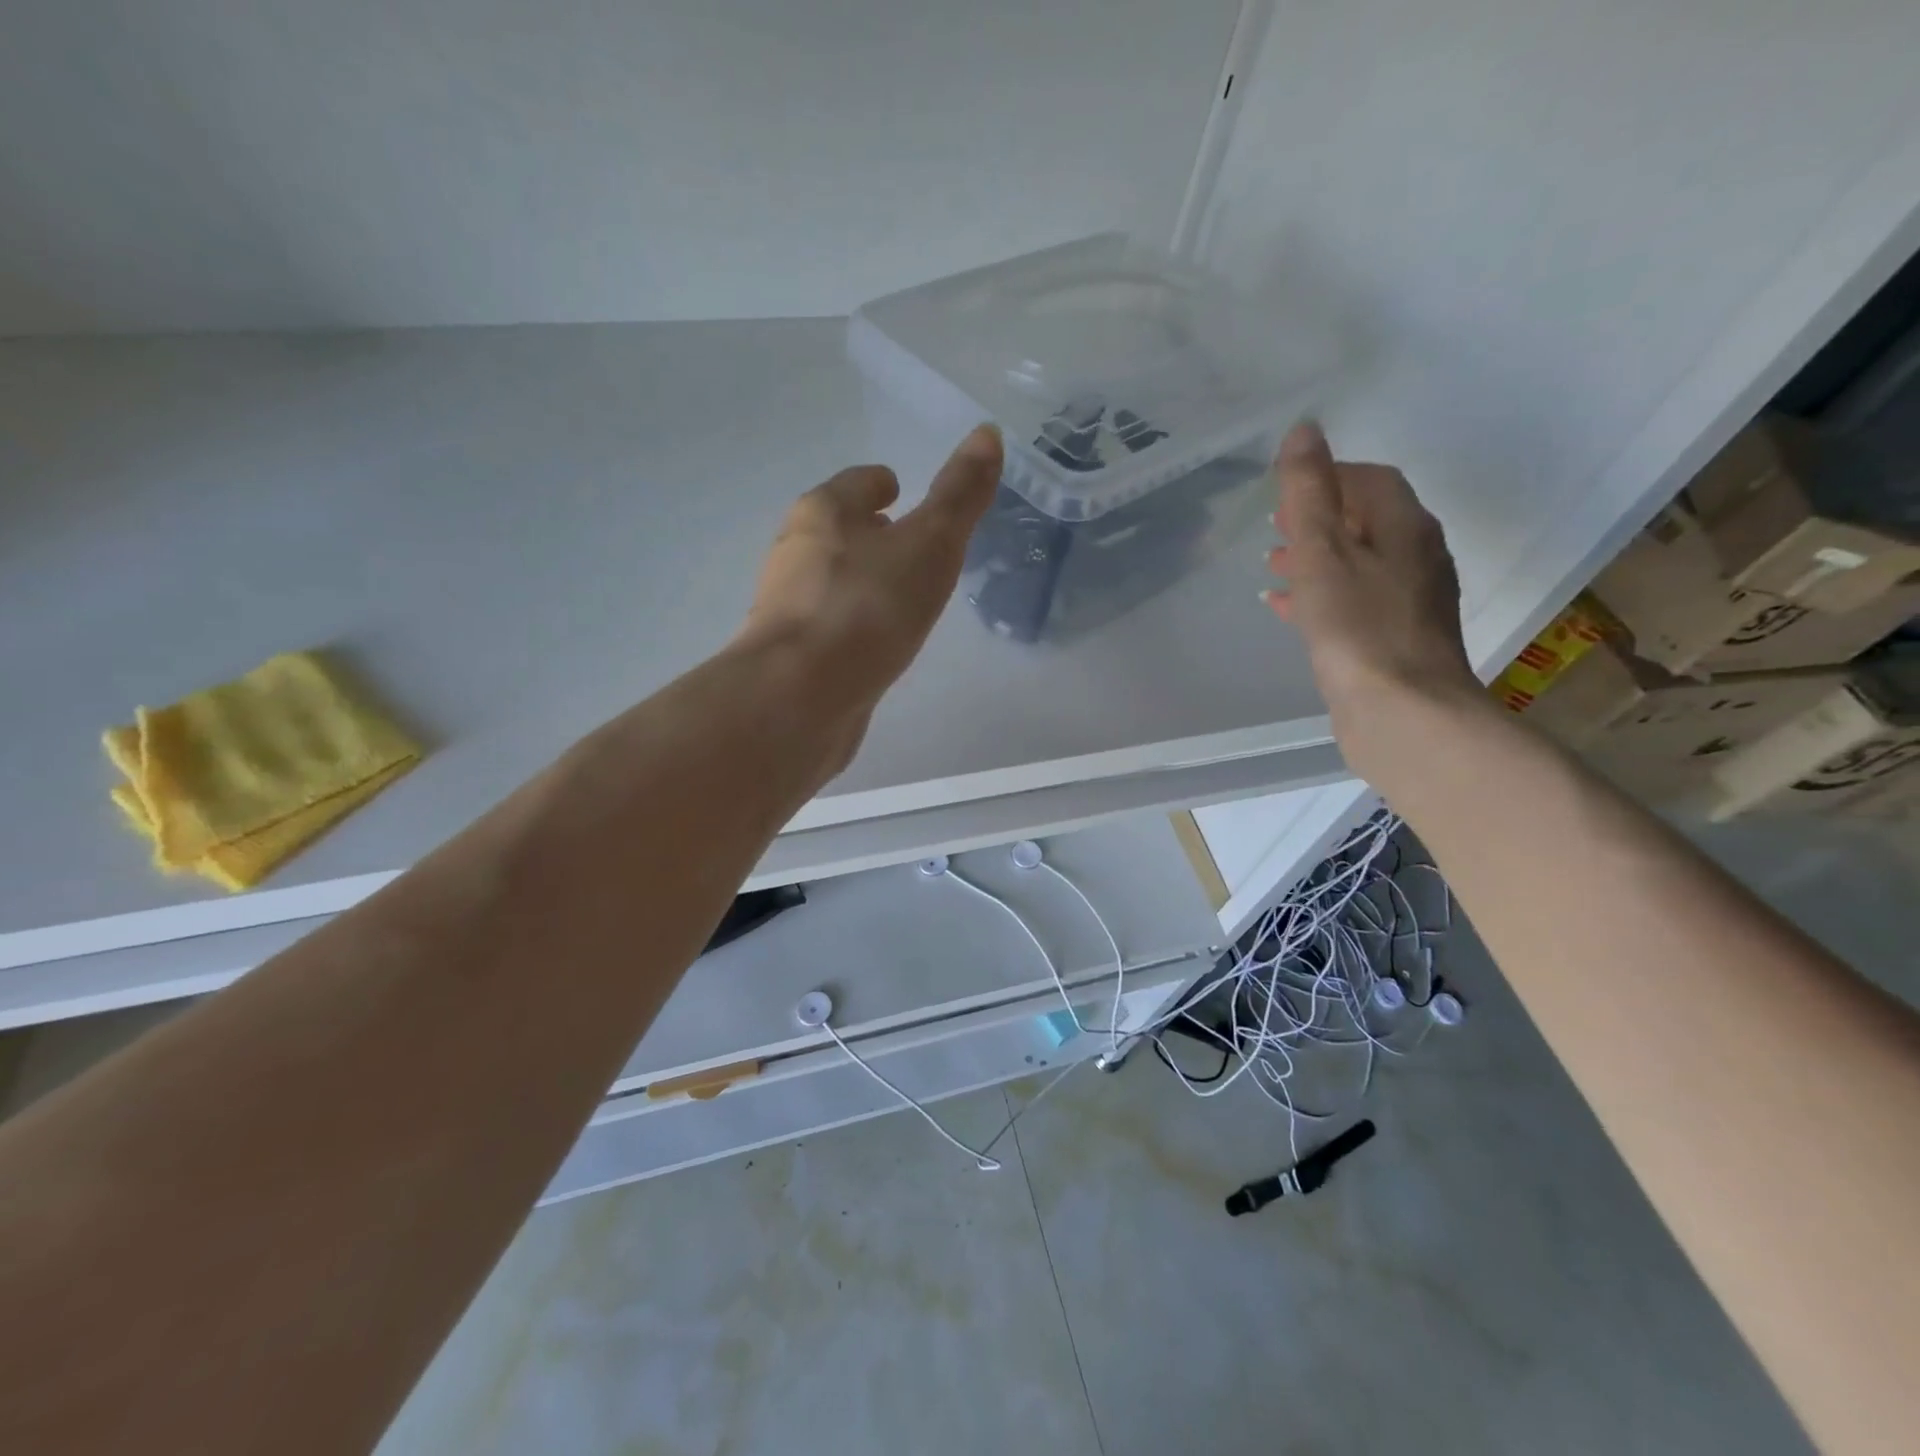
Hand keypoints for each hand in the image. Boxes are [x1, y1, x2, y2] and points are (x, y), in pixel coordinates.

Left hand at [739, 424, 1003, 713]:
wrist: (799, 697)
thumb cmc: (868, 607)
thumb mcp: (930, 544)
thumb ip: (959, 495)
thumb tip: (988, 432)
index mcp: (823, 512)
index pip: (857, 482)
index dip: (883, 483)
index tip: (902, 492)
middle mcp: (795, 552)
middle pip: (838, 529)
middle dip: (871, 532)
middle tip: (911, 546)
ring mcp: (787, 606)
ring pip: (832, 579)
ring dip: (862, 580)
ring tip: (901, 598)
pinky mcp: (790, 653)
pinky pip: (829, 624)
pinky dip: (852, 623)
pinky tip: (875, 645)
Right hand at [1263, 422, 1478, 738]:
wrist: (1403, 715)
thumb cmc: (1358, 628)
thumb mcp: (1324, 552)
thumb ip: (1310, 492)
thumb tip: (1305, 430)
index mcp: (1406, 527)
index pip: (1372, 480)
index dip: (1331, 474)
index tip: (1288, 485)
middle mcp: (1417, 558)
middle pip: (1368, 521)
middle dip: (1321, 517)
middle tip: (1276, 524)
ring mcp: (1409, 603)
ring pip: (1358, 565)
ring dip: (1317, 558)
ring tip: (1273, 564)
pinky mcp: (1394, 641)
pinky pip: (1352, 603)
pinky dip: (1320, 597)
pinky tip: (1286, 610)